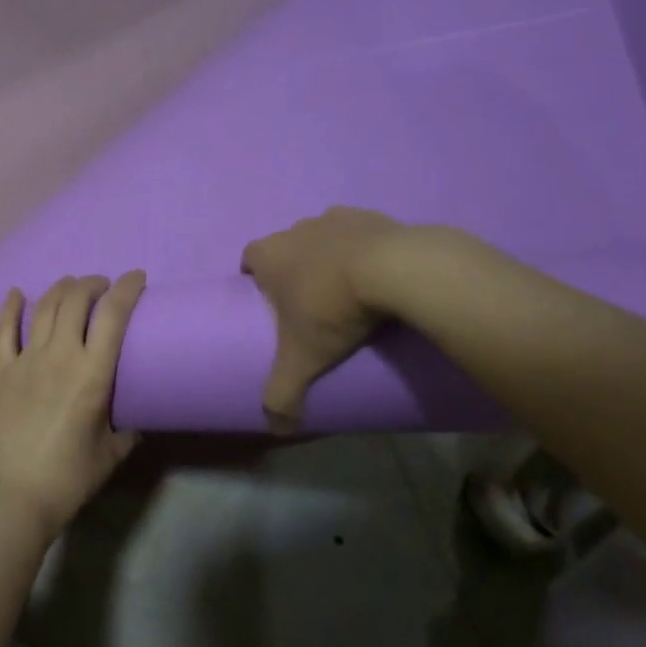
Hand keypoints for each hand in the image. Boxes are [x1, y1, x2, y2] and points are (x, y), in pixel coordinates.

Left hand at [0, 272, 145, 541]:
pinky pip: (3, 329)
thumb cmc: (66, 480)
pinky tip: (16, 293)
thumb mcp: (110, 455)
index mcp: (92, 374)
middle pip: (75, 300)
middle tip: (103, 287)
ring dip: (61, 289)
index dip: (127, 289)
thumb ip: (127, 430)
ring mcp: (24, 360)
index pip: (113, 315)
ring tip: (72, 285)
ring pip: (43, 307)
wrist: (9, 498)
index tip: (137, 278)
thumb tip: (136, 417)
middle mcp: (59, 356)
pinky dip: (10, 306)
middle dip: (93, 284)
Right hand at [240, 207, 413, 433]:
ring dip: (330, 257)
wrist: (397, 270)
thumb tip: (277, 429)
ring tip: (350, 290)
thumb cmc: (333, 308)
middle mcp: (295, 229)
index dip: (256, 278)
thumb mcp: (303, 359)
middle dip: (294, 269)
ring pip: (322, 237)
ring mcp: (335, 218)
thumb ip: (283, 393)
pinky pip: (361, 233)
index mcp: (269, 255)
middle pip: (286, 247)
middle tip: (312, 303)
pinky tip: (381, 275)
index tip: (272, 303)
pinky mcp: (373, 216)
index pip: (249, 259)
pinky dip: (366, 249)